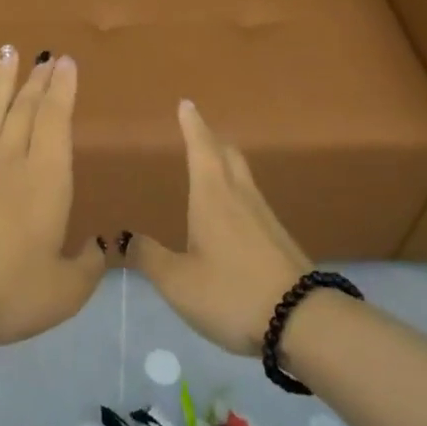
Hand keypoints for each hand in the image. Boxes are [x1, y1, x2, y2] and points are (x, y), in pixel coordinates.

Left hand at [0, 48, 105, 346]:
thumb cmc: (4, 291)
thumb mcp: (63, 292)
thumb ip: (87, 267)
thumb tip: (100, 246)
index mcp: (44, 180)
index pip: (54, 121)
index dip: (62, 90)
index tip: (66, 62)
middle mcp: (9, 162)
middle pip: (25, 109)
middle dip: (37, 79)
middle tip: (45, 55)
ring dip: (2, 81)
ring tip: (7, 53)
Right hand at [129, 99, 310, 355]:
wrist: (303, 322)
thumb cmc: (232, 293)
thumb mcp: (178, 282)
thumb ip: (149, 257)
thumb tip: (123, 237)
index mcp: (213, 198)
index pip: (201, 149)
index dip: (192, 126)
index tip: (187, 104)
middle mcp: (240, 198)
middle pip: (228, 155)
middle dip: (211, 139)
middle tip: (198, 129)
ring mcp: (264, 217)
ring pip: (242, 176)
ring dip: (225, 162)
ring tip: (210, 164)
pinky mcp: (278, 239)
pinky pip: (251, 199)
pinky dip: (235, 190)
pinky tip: (230, 212)